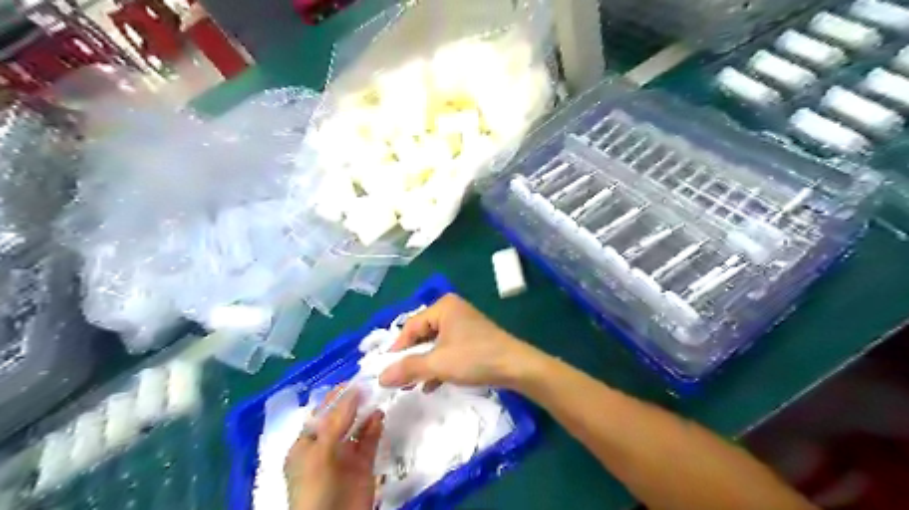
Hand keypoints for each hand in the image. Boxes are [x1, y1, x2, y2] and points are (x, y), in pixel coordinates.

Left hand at [286, 386, 379, 509]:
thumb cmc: (316, 487)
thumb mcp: (320, 451)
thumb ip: (337, 420)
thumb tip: (353, 389)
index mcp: (306, 444)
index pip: (321, 413)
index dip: (336, 397)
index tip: (354, 379)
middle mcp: (326, 447)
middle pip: (341, 418)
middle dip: (354, 402)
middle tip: (371, 383)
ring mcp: (345, 456)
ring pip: (357, 427)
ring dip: (366, 412)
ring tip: (379, 395)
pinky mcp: (363, 464)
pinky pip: (369, 440)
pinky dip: (375, 427)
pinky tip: (380, 416)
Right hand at [376, 294, 538, 388]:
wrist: (516, 367)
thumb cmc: (475, 358)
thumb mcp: (438, 363)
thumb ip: (408, 368)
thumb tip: (380, 377)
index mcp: (443, 307)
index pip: (410, 326)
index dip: (397, 348)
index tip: (386, 370)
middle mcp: (452, 311)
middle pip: (422, 334)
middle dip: (411, 358)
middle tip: (398, 378)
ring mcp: (463, 325)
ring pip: (434, 344)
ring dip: (424, 364)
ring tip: (411, 385)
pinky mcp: (471, 339)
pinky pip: (447, 350)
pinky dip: (439, 365)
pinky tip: (431, 385)